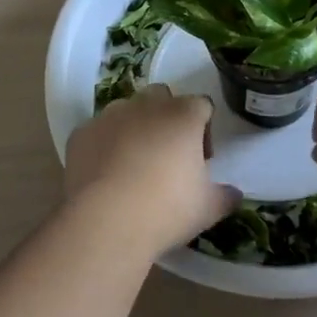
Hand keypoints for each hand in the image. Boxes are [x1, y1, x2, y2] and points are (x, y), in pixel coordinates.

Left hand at [64, 86, 241, 257]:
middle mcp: (146, 105)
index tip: (202, 159)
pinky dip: (104, 145)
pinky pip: (98, 131)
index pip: (202, 105)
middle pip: (162, 96)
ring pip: (127, 109)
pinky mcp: (82, 132)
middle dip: (168, 117)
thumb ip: (225, 196)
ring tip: (134, 164)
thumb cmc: (166, 208)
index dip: (205, 129)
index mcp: (183, 115)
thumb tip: (234, 194)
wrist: (106, 220)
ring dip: (135, 127)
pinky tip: (105, 174)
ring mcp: (110, 115)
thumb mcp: (207, 208)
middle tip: (169, 154)